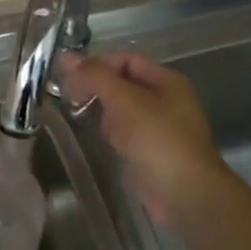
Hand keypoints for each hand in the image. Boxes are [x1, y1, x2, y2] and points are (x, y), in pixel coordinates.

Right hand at [58, 52, 230, 225]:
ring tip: (78, 117)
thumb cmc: (157, 140)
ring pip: (123, 109)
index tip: (71, 78)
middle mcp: (165, 100)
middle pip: (124, 84)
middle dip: (97, 88)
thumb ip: (95, 77)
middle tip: (69, 98)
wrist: (184, 193)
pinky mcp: (151, 151)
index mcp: (167, 81)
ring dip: (101, 111)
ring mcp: (159, 127)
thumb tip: (65, 56)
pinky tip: (97, 139)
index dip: (99, 65)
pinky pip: (125, 133)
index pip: (126, 60)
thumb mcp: (125, 101)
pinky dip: (110, 132)